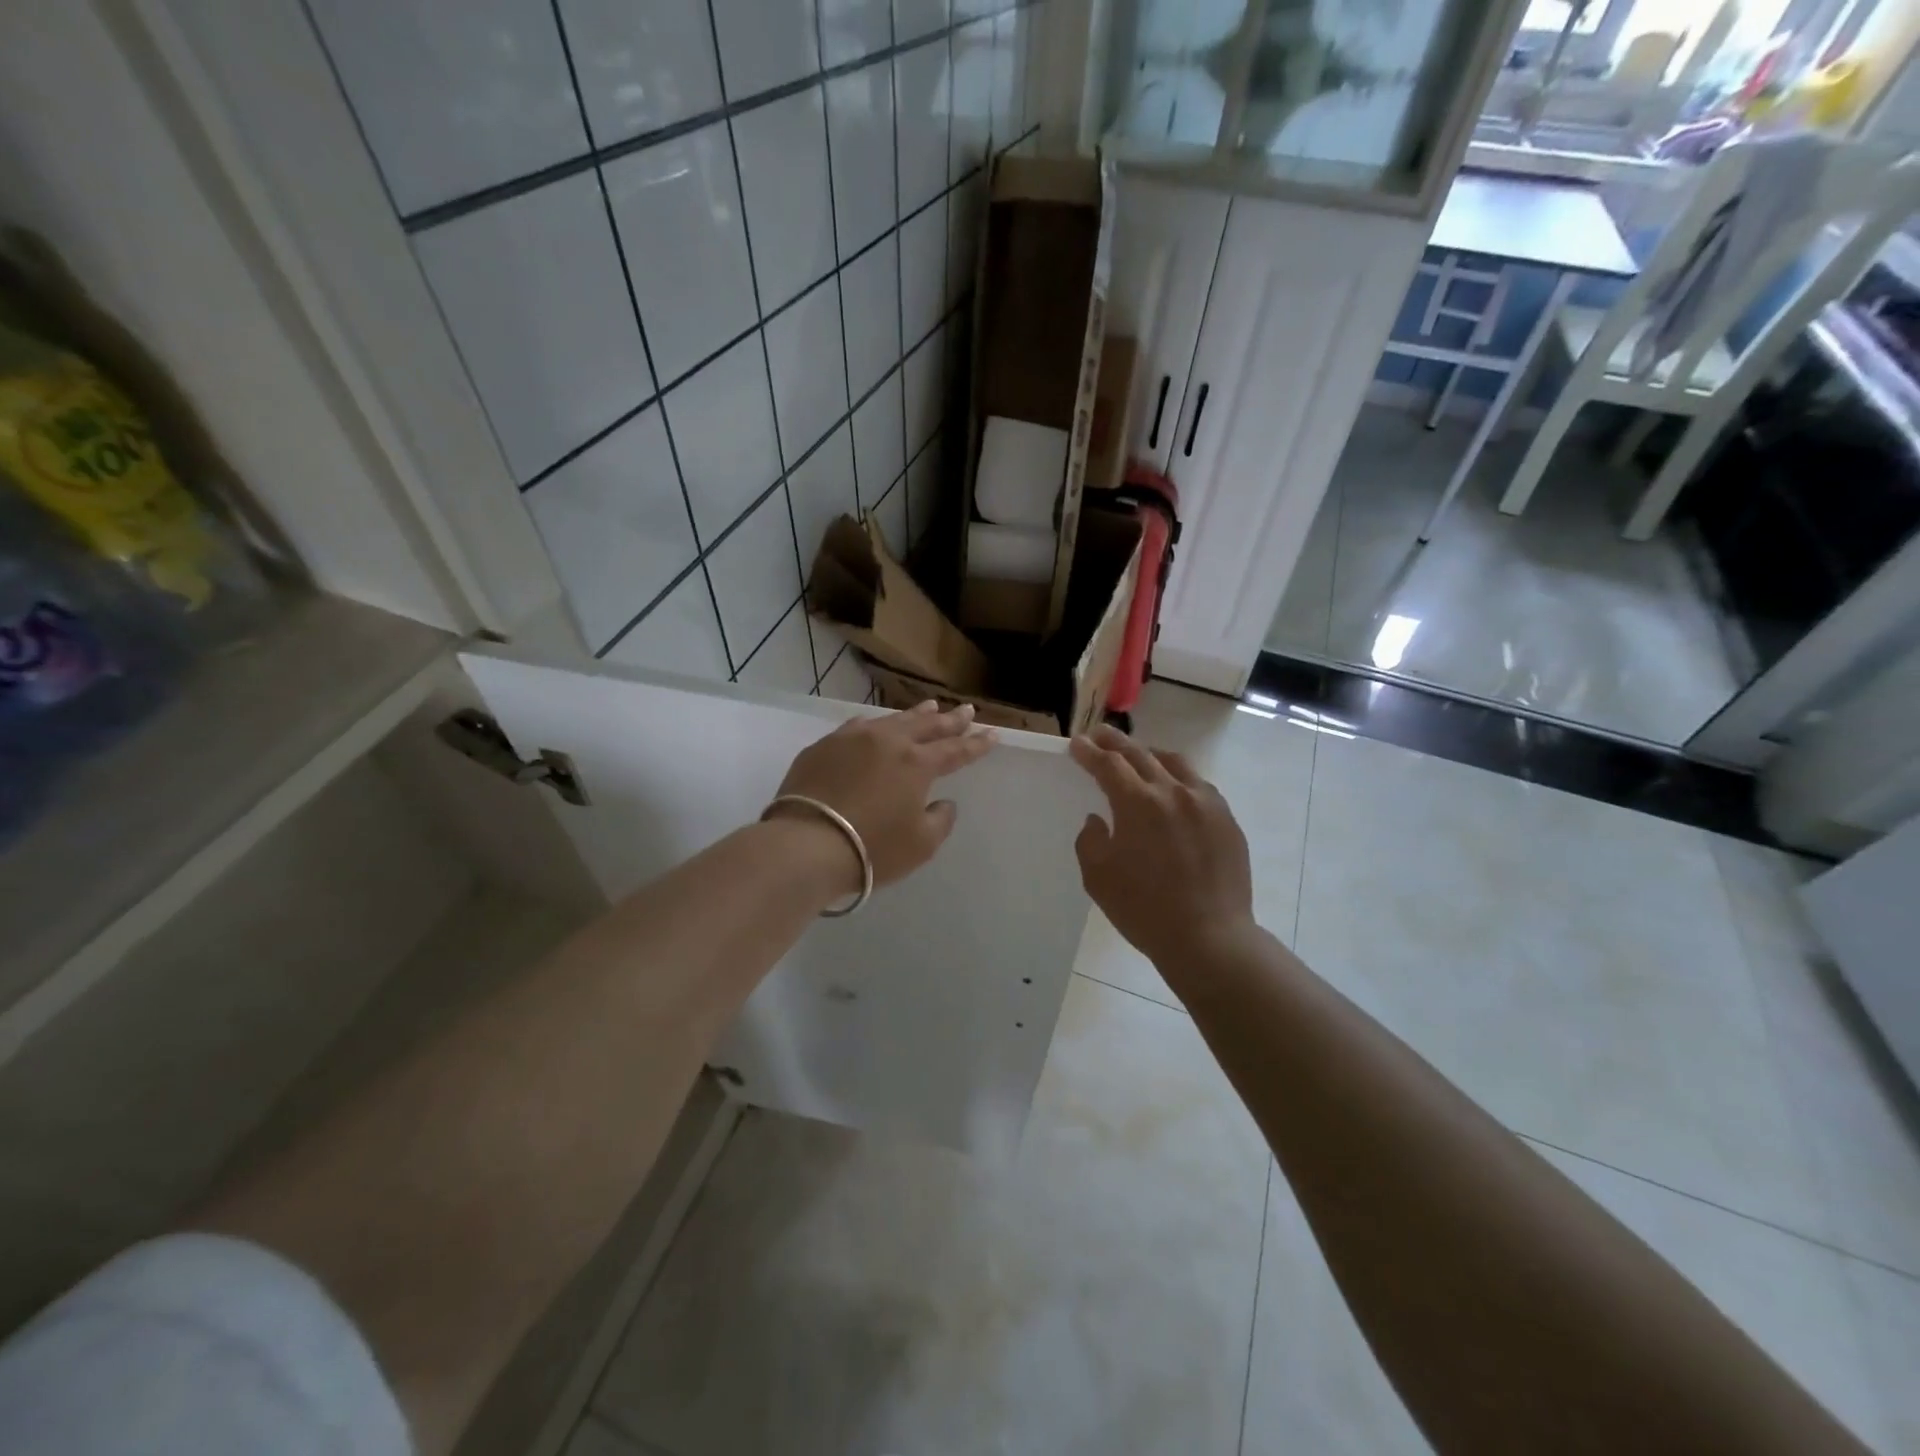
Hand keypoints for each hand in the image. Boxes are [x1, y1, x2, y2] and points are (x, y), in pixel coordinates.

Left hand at [768, 700, 995, 893]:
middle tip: (966, 711)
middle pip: (926, 726)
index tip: (992, 734)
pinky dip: (877, 724)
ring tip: (930, 706)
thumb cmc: (872, 848)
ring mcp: (852, 739)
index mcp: (917, 764)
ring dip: (915, 714)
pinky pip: (858, 727)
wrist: (807, 844)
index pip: (955, 750)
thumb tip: (942, 802)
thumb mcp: (920, 844)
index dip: (976, 744)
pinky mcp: (823, 746)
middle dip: (950, 720)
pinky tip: (876, 724)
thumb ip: (940, 820)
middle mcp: (888, 742)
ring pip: (892, 720)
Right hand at [1070, 724, 1256, 969]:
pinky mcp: (1226, 819)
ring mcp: (1205, 803)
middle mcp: (1173, 792)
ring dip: (1149, 754)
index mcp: (1138, 803)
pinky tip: (1174, 790)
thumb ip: (1091, 841)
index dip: (1089, 752)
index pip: (1108, 765)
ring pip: (1174, 763)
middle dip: (1114, 742)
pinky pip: (1198, 785)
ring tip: (1137, 756)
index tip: (1077, 744)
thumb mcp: (1098, 878)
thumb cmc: (1144, 910)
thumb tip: (1099, 820)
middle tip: (1099, 735)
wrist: (1209, 938)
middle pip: (1139, 754)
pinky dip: (1178, 778)